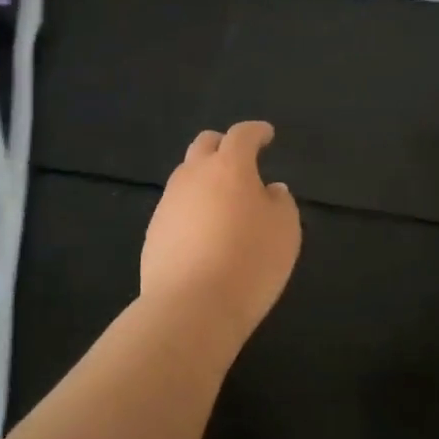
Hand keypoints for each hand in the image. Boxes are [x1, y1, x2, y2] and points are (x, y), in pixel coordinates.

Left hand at [141, 121, 301, 343]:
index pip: (242, 135)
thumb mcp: (284, 231)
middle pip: (205, 144)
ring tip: (223, 201)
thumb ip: (280, 203)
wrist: (190, 307)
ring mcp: (168, 203)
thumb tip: (270, 190)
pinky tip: (204, 233)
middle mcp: (193, 175)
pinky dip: (192, 209)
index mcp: (228, 166)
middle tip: (240, 159)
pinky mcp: (153, 231)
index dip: (256, 131)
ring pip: (186, 176)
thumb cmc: (249, 261)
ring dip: (205, 178)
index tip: (266, 135)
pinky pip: (176, 207)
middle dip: (223, 145)